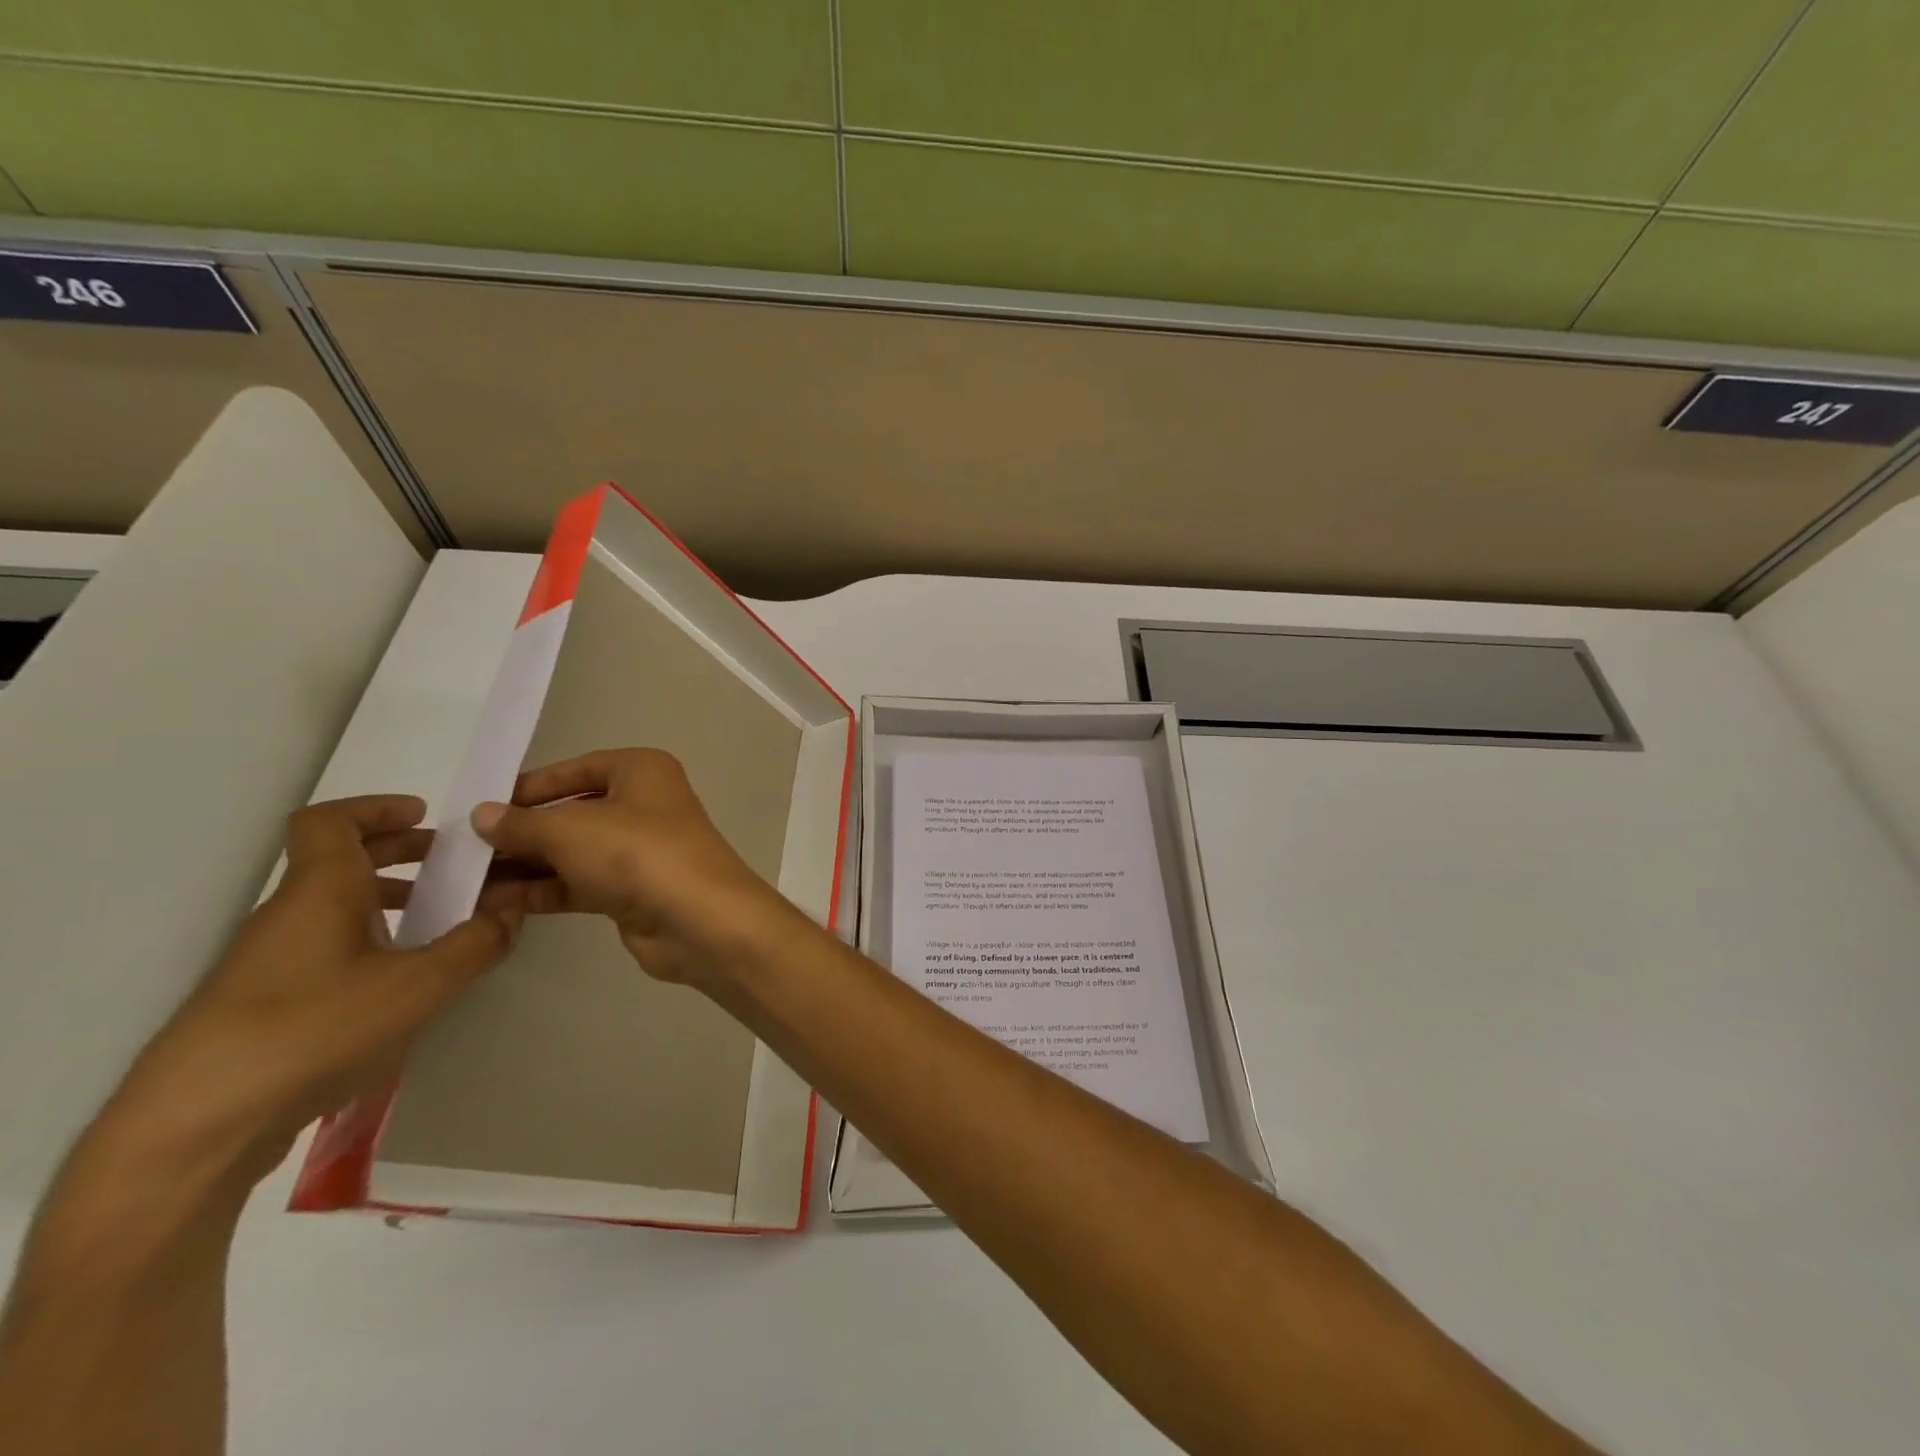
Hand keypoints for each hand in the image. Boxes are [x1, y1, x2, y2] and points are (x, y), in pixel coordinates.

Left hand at [98, 795, 519, 1192]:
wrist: (195, 1128)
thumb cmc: (314, 1030)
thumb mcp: (421, 985)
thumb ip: (476, 944)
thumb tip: (509, 913)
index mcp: (320, 891)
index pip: (330, 821)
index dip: (376, 808)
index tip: (426, 816)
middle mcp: (289, 916)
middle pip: (338, 861)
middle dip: (399, 853)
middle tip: (452, 864)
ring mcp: (269, 963)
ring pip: (333, 908)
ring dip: (388, 901)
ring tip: (440, 922)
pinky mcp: (263, 1006)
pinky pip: (324, 949)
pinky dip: (368, 942)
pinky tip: (401, 981)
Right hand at [473, 748, 803, 989]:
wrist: (697, 919)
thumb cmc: (637, 853)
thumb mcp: (570, 830)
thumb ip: (522, 824)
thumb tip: (483, 816)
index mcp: (641, 771)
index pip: (576, 770)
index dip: (530, 787)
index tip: (481, 805)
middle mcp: (644, 804)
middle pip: (572, 813)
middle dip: (521, 831)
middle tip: (462, 849)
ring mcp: (640, 850)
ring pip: (573, 852)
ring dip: (524, 865)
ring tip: (464, 879)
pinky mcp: (633, 891)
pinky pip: (579, 884)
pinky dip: (542, 890)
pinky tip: (493, 902)